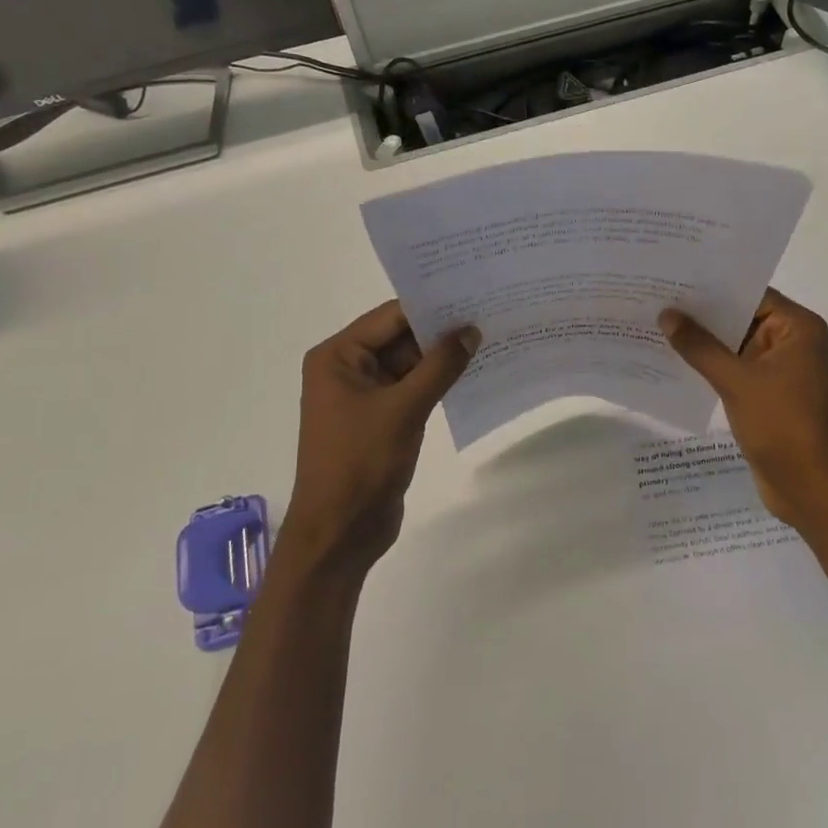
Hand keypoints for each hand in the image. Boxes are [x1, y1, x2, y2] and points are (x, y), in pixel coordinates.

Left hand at [285, 300, 478, 578]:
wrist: (340, 533)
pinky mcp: (380, 419)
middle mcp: (347, 369)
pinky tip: (473, 373)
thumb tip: (471, 330)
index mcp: (338, 357)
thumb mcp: (404, 409)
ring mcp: (364, 396)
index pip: (391, 317)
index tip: (473, 294)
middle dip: (441, 331)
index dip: (431, 306)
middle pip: (400, 338)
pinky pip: (412, 389)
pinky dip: (438, 382)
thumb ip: (439, 366)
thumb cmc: (361, 463)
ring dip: (443, 357)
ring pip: (409, 364)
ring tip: (489, 339)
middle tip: (489, 313)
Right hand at [659, 289, 827, 528]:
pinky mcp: (769, 398)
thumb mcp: (737, 381)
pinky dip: (711, 369)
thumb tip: (667, 315)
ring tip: (657, 328)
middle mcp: (793, 344)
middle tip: (656, 300)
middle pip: (742, 319)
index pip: (751, 294)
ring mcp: (782, 373)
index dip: (713, 287)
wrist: (813, 489)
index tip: (674, 279)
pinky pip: (736, 373)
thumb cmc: (783, 424)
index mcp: (798, 329)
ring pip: (736, 348)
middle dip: (702, 316)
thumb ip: (700, 347)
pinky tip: (675, 364)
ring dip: (703, 344)